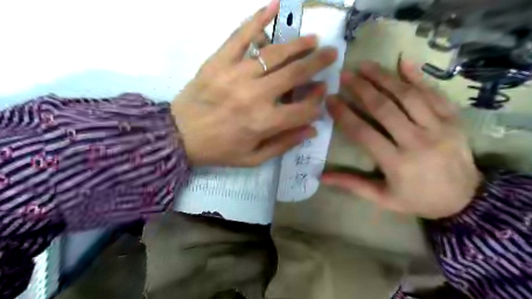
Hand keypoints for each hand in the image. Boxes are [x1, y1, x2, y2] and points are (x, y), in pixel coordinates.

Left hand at [172, 0, 335, 166]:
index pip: (303, 109)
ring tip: (312, 39)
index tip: (323, 92)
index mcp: (265, 123)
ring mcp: (236, 74)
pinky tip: (274, 6)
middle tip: (331, 53)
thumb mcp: (253, 158)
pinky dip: (258, 19)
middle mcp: (255, 96)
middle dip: (318, 63)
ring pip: (275, 53)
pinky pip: (241, 35)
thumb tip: (312, 129)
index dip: (317, 101)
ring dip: (298, 44)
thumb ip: (284, 144)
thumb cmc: (219, 150)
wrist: (179, 136)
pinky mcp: (219, 61)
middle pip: (295, 74)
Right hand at [324, 60, 482, 218]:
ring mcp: (439, 127)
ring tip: (366, 65)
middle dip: (361, 88)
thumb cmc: (417, 199)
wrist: (466, 200)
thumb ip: (352, 185)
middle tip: (344, 75)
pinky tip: (403, 62)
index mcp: (397, 163)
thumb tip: (322, 176)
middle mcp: (417, 141)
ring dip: (384, 77)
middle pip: (384, 108)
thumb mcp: (382, 198)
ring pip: (408, 96)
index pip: (363, 132)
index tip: (330, 99)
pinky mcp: (454, 120)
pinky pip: (434, 93)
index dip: (344, 114)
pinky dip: (419, 76)